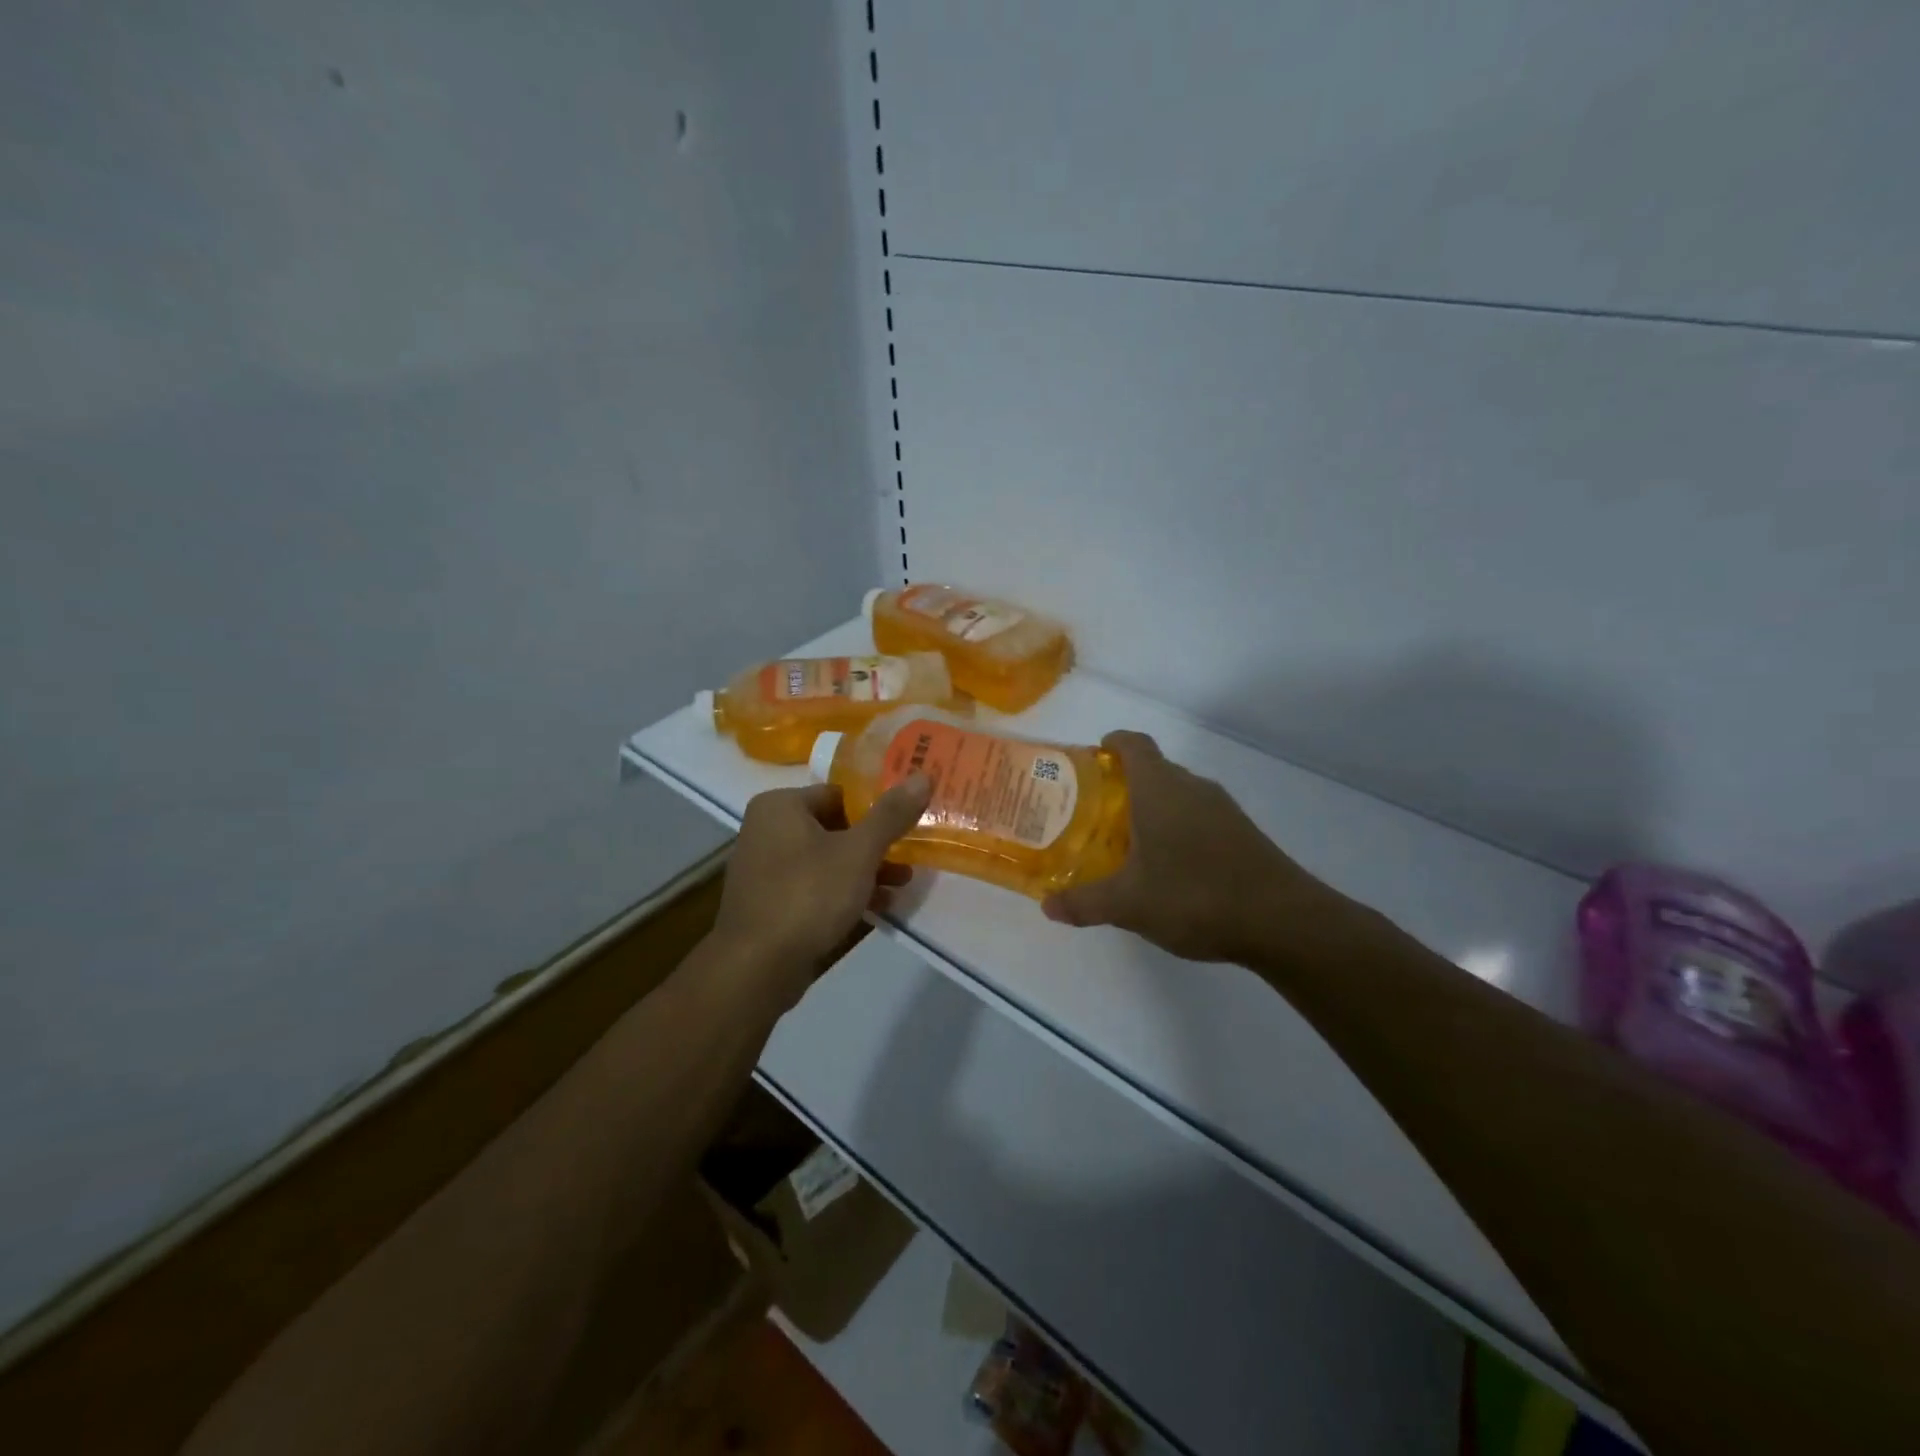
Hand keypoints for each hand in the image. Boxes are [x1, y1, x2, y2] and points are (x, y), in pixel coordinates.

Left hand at [712, 775, 931, 1009]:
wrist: (756, 968)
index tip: (907, 822)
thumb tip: (923, 775)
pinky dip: (844, 892)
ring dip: (865, 870)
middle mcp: (767, 830)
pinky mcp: (771, 903)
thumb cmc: (808, 895)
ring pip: (827, 859)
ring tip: (902, 884)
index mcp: (781, 806)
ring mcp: (766, 868)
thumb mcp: (859, 851)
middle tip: (910, 855)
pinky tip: (878, 907)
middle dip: (875, 844)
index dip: (876, 807)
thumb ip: (891, 814)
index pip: (839, 793)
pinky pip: (815, 886)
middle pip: (835, 827)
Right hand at [1043, 731, 1339, 964]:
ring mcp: (1222, 809)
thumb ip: (1083, 902)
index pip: (1133, 744)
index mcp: (1160, 788)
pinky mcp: (1241, 833)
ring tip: (1123, 842)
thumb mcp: (1128, 904)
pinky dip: (1175, 828)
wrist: (1283, 921)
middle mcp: (1192, 787)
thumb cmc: (1195, 896)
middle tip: (1092, 813)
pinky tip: (1166, 867)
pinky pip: (1197, 816)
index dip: (1111, 743)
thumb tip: (1047, 905)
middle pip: (1153, 769)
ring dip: (1150, 809)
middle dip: (1121, 785)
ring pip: (1177, 795)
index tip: (1090, 758)